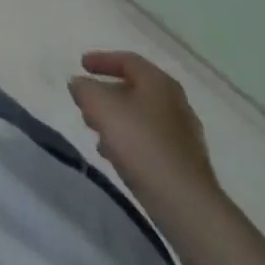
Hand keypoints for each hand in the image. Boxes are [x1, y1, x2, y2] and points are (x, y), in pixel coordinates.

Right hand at [69, 50, 218, 206]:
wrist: (185, 205)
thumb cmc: (141, 144)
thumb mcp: (100, 107)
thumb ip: (84, 89)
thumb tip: (79, 84)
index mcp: (159, 82)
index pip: (127, 60)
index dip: (101, 60)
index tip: (81, 65)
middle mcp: (176, 103)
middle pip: (135, 89)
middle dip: (107, 94)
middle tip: (87, 103)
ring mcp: (184, 135)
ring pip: (142, 117)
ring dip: (117, 120)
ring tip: (96, 133)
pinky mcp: (185, 164)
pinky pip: (151, 142)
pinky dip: (131, 141)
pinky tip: (116, 156)